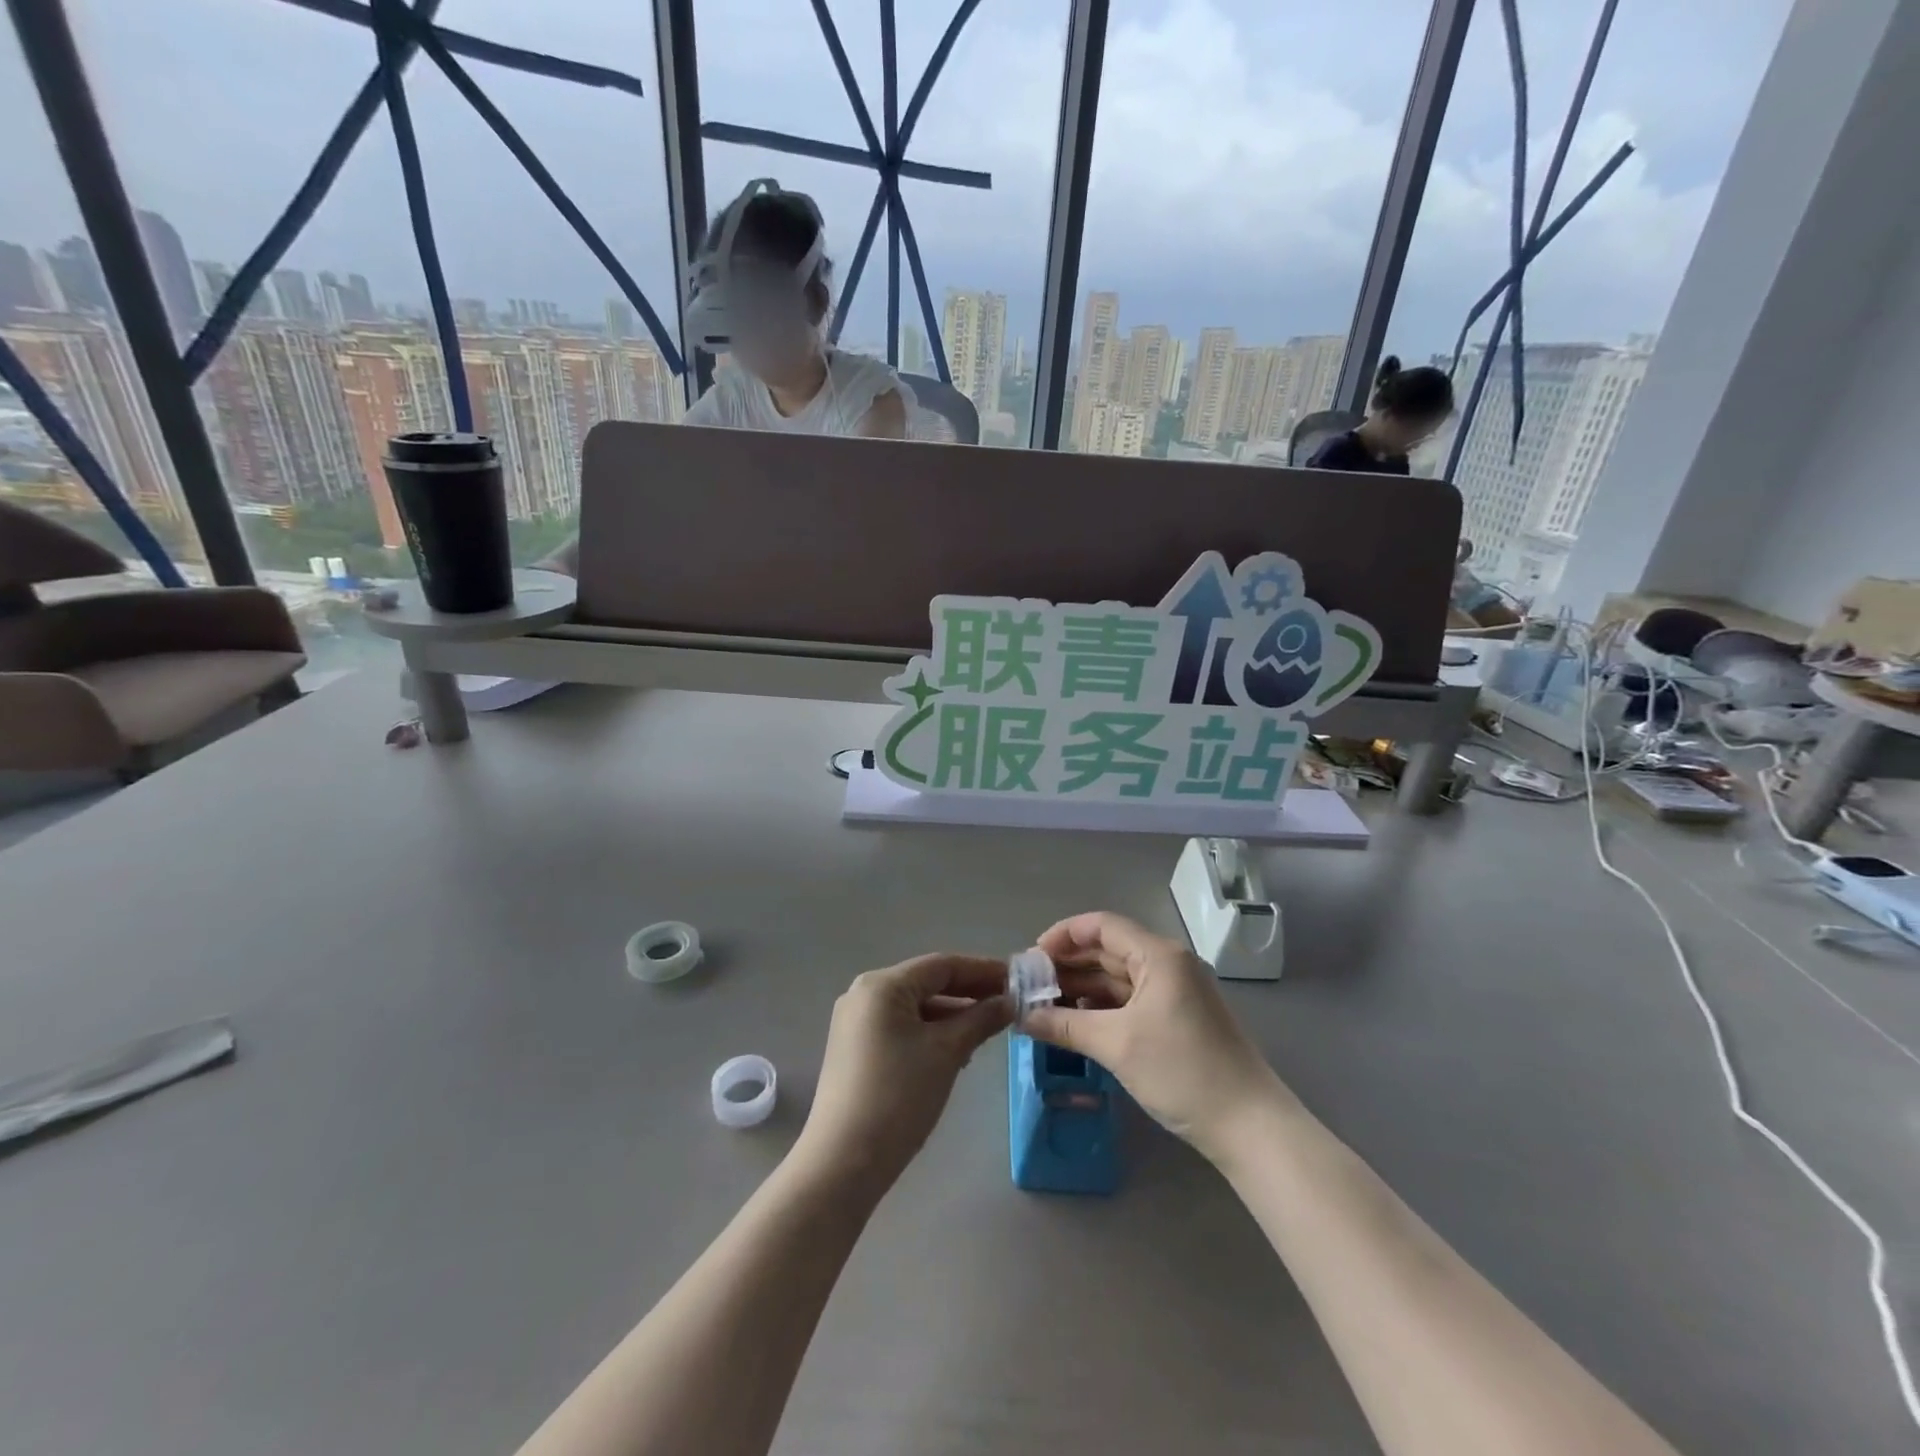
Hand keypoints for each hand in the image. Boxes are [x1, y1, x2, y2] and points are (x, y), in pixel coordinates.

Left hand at [795, 955, 1012, 1192]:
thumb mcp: (947, 1053)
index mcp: (882, 984)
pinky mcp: (854, 1049)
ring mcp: (855, 1022)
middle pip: (926, 983)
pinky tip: (956, 1050)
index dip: (982, 970)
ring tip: (989, 1028)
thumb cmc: (898, 1097)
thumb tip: (1009, 1001)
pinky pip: (901, 1027)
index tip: (1017, 979)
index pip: (942, 965)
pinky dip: (930, 1031)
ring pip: (915, 1007)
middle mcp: (864, 994)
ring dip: (952, 1014)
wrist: (843, 1162)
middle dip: (969, 992)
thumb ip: (980, 1019)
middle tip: (1009, 1003)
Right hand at [1024, 912, 1286, 1160]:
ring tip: (1044, 1005)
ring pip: (1118, 978)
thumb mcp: (1117, 1045)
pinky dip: (1102, 1007)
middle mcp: (1168, 964)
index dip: (1063, 935)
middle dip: (1068, 964)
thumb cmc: (1182, 1072)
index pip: (1102, 926)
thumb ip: (1064, 1025)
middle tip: (1030, 985)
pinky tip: (1075, 1022)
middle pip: (1108, 950)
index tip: (1031, 958)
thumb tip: (1020, 1016)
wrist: (1249, 1126)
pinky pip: (1130, 1000)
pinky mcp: (1177, 1018)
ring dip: (1082, 988)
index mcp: (1159, 955)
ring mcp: (1175, 992)